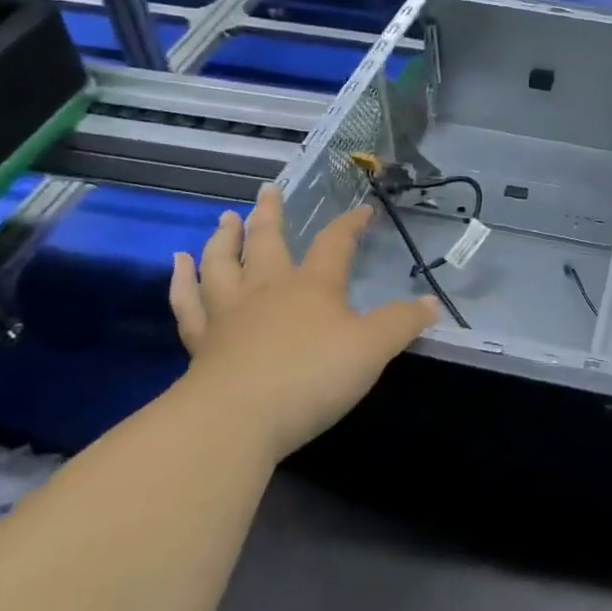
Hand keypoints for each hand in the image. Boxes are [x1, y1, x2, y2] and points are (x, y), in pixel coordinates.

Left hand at [169, 185, 438, 456]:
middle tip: (268, 190)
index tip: (362, 210)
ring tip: (225, 219)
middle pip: (268, 241)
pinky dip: (182, 280)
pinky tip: (179, 264)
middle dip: (271, 215)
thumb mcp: (373, 349)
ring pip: (222, 264)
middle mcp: (268, 289)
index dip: (349, 224)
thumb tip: (432, 303)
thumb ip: (402, 323)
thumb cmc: (311, 376)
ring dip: (224, 239)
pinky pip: (188, 302)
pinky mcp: (201, 343)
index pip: (334, 243)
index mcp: (312, 285)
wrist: (235, 420)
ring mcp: (229, 314)